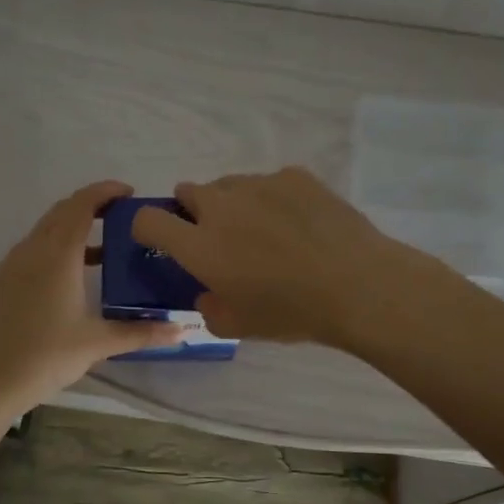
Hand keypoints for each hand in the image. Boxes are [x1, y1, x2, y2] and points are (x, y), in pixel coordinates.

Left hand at [0, 181, 181, 413]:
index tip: (129, 193)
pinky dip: (53, 250)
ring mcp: (9, 266)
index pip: (81, 205)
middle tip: (121, 218)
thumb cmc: (45, 357)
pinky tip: (68, 279)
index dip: (105, 191)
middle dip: (91, 207)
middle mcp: (30, 250)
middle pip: (61, 212)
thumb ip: (140, 332)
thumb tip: (181, 330)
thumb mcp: (97, 344)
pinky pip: (30, 252)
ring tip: (102, 251)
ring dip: (72, 230)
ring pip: (43, 232)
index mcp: (56, 255)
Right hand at [129, 166, 419, 347]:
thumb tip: (207, 293)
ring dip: (233, 205)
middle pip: (188, 192)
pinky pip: (269, 183)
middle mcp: (221, 206)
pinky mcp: (294, 176)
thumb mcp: (238, 327)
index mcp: (200, 244)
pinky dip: (273, 199)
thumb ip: (208, 309)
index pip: (148, 220)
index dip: (146, 229)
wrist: (357, 285)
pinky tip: (299, 223)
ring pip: (229, 185)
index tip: (161, 242)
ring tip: (265, 232)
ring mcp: (259, 185)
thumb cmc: (291, 312)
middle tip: (220, 240)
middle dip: (193, 212)